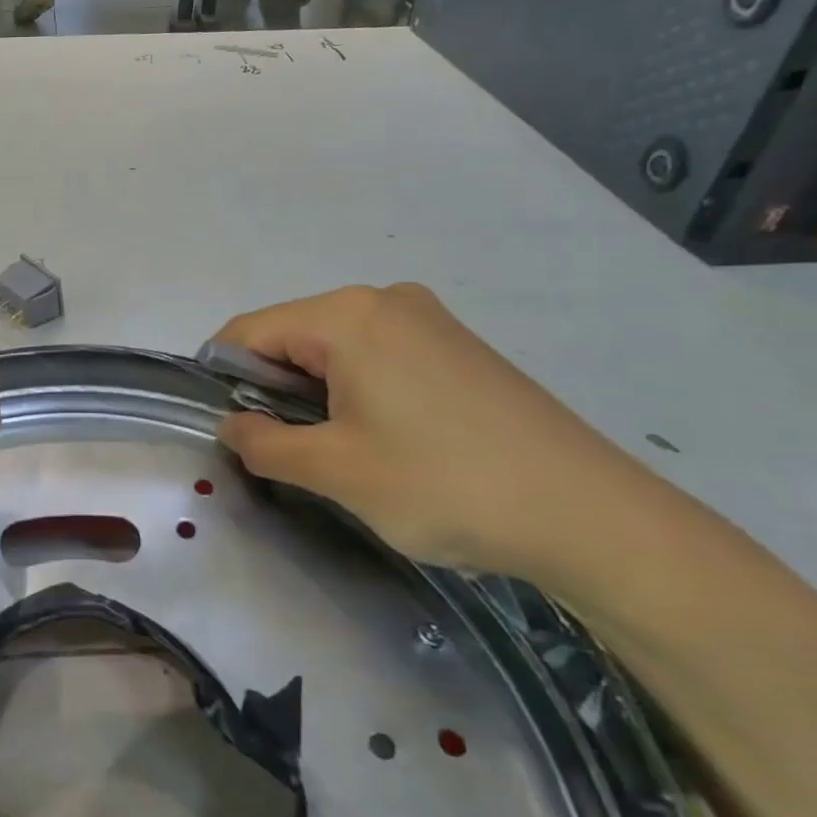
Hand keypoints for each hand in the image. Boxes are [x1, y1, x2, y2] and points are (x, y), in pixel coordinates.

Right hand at [213, 283, 656, 580]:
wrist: (592, 516)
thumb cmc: (445, 485)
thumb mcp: (335, 471)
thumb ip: (263, 442)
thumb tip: (231, 426)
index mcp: (346, 315)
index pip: (249, 331)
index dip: (224, 379)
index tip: (227, 430)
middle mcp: (384, 301)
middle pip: (292, 336)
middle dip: (273, 390)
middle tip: (286, 452)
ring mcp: (427, 320)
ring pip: (334, 349)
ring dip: (315, 394)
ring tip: (339, 452)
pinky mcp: (457, 346)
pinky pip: (377, 356)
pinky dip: (356, 391)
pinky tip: (384, 439)